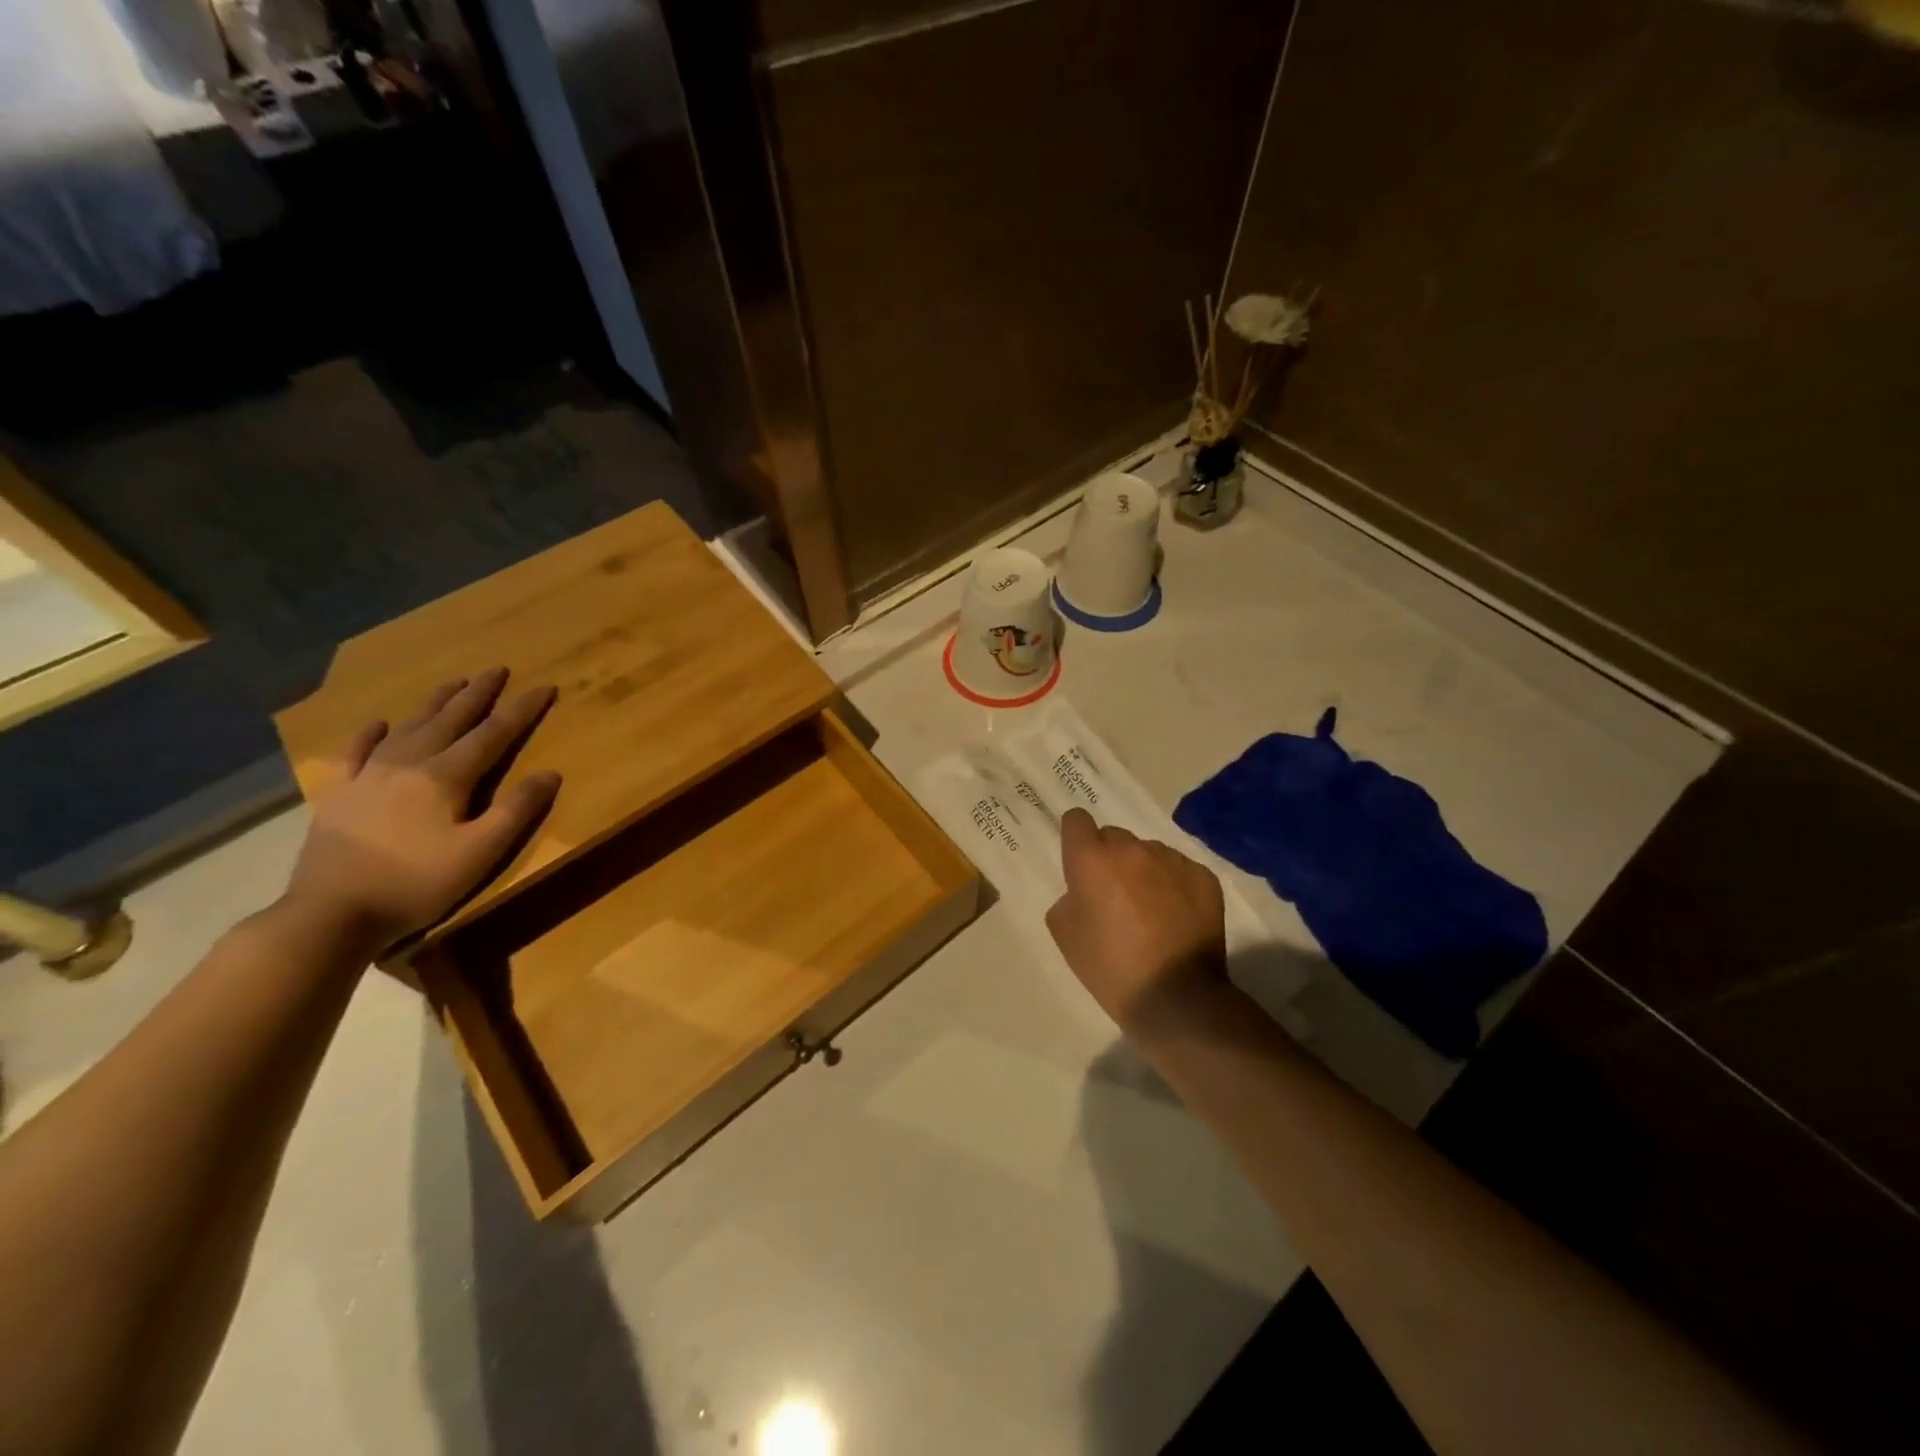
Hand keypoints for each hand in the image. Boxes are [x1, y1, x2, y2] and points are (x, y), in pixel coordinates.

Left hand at [284, 668, 561, 945]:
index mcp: (446, 776)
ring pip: (409, 727)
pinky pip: (357, 752)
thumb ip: (516, 810)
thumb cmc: (417, 883)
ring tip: (453, 683)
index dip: (521, 710)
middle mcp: (409, 763)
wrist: (330, 913)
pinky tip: (379, 723)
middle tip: (496, 669)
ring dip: (435, 703)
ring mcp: (369, 776)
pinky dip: (371, 733)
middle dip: (478, 693)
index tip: (544, 686)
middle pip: (451, 719)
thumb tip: (550, 773)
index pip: (493, 734)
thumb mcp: (481, 852)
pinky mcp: (340, 794)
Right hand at [1046, 808, 1230, 1035]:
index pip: (1076, 820)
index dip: (1076, 839)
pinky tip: (1177, 919)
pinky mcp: (1203, 876)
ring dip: (1143, 871)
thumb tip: (1084, 890)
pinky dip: (1174, 886)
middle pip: (1114, 837)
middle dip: (1110, 859)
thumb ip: (1068, 899)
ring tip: (1151, 911)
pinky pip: (1179, 869)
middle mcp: (1132, 849)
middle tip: (1114, 897)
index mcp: (1092, 860)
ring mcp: (1172, 860)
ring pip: (1149, 852)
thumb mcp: (1065, 936)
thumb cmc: (1111, 969)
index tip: (1080, 864)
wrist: (1177, 998)